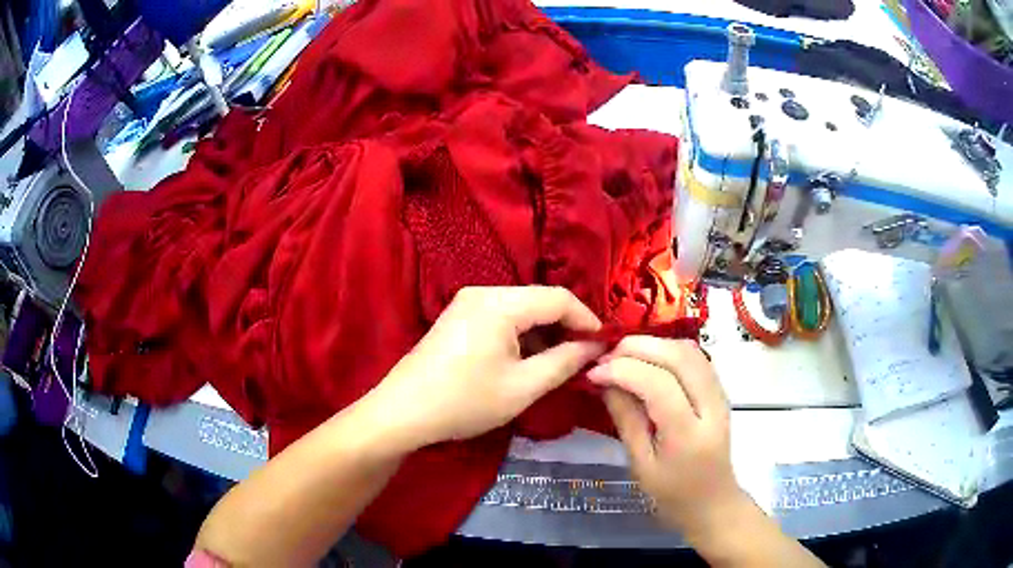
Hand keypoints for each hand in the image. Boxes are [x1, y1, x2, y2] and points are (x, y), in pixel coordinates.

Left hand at [364, 286, 603, 449]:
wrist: (402, 413)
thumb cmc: (465, 402)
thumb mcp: (523, 387)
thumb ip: (565, 362)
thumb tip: (595, 347)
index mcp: (500, 303)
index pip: (559, 298)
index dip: (587, 320)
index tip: (604, 346)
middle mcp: (483, 292)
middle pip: (539, 300)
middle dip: (566, 327)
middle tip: (584, 358)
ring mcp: (467, 303)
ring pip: (521, 310)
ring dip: (544, 333)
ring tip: (559, 364)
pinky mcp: (458, 317)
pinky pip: (502, 318)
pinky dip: (522, 335)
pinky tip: (528, 361)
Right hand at [587, 337, 748, 538]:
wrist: (712, 501)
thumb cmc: (672, 493)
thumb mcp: (640, 465)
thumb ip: (626, 420)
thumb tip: (605, 381)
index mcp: (688, 435)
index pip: (658, 385)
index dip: (623, 370)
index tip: (593, 373)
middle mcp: (711, 407)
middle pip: (679, 357)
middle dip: (638, 347)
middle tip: (606, 356)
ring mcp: (720, 395)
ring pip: (689, 350)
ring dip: (654, 344)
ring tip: (622, 355)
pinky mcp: (719, 390)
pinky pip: (695, 357)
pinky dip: (668, 350)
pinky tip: (648, 359)